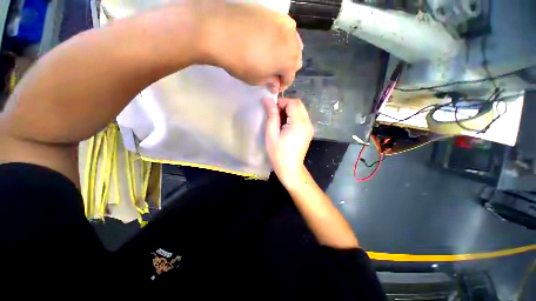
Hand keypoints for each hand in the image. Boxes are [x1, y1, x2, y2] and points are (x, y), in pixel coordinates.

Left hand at [191, 1, 302, 90]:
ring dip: (286, 53)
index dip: (282, 85)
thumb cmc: (242, 62)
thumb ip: (270, 82)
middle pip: (296, 60)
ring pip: (293, 43)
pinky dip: (280, 39)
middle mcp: (293, 42)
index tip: (274, 87)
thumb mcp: (257, 80)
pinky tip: (269, 41)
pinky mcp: (275, 14)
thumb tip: (275, 83)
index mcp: (290, 61)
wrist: (221, 31)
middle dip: (287, 69)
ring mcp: (285, 24)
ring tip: (274, 57)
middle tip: (274, 73)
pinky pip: (284, 30)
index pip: (290, 78)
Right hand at [263, 97, 313, 187]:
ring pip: (301, 110)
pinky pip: (302, 118)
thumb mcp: (271, 134)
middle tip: (275, 114)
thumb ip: (271, 115)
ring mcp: (310, 127)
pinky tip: (286, 125)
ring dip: (290, 110)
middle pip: (299, 104)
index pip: (293, 102)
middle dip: (286, 105)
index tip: (272, 109)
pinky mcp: (309, 132)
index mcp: (299, 123)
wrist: (290, 168)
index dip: (281, 102)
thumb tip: (267, 99)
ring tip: (280, 120)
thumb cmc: (278, 153)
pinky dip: (294, 116)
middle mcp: (308, 123)